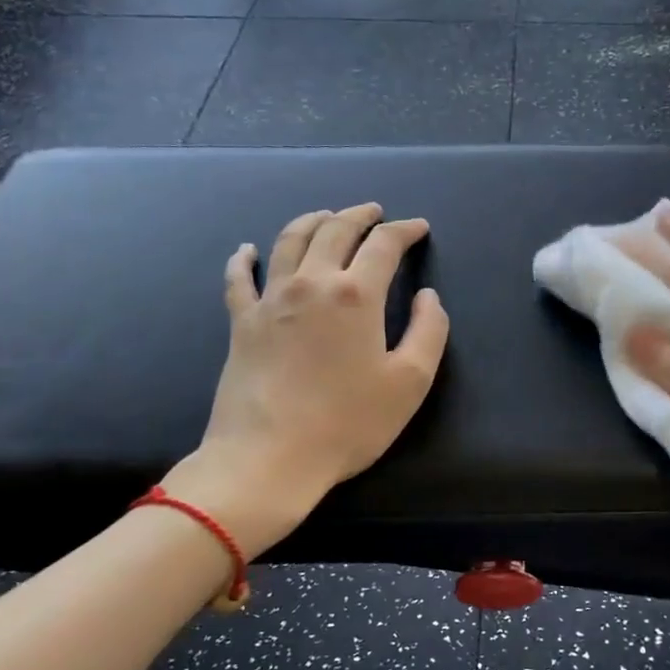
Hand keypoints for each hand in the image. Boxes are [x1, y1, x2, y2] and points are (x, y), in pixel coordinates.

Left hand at [162, 203, 448, 556]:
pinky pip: (240, 278)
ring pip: (289, 241)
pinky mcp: (241, 323)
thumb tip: (428, 297)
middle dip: (359, 215)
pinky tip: (247, 249)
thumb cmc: (348, 423)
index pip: (383, 245)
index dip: (404, 231)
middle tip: (374, 212)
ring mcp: (270, 300)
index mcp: (356, 294)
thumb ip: (429, 331)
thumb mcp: (410, 382)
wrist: (269, 458)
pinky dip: (244, 258)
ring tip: (326, 215)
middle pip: (334, 230)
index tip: (418, 228)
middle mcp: (311, 283)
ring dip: (312, 221)